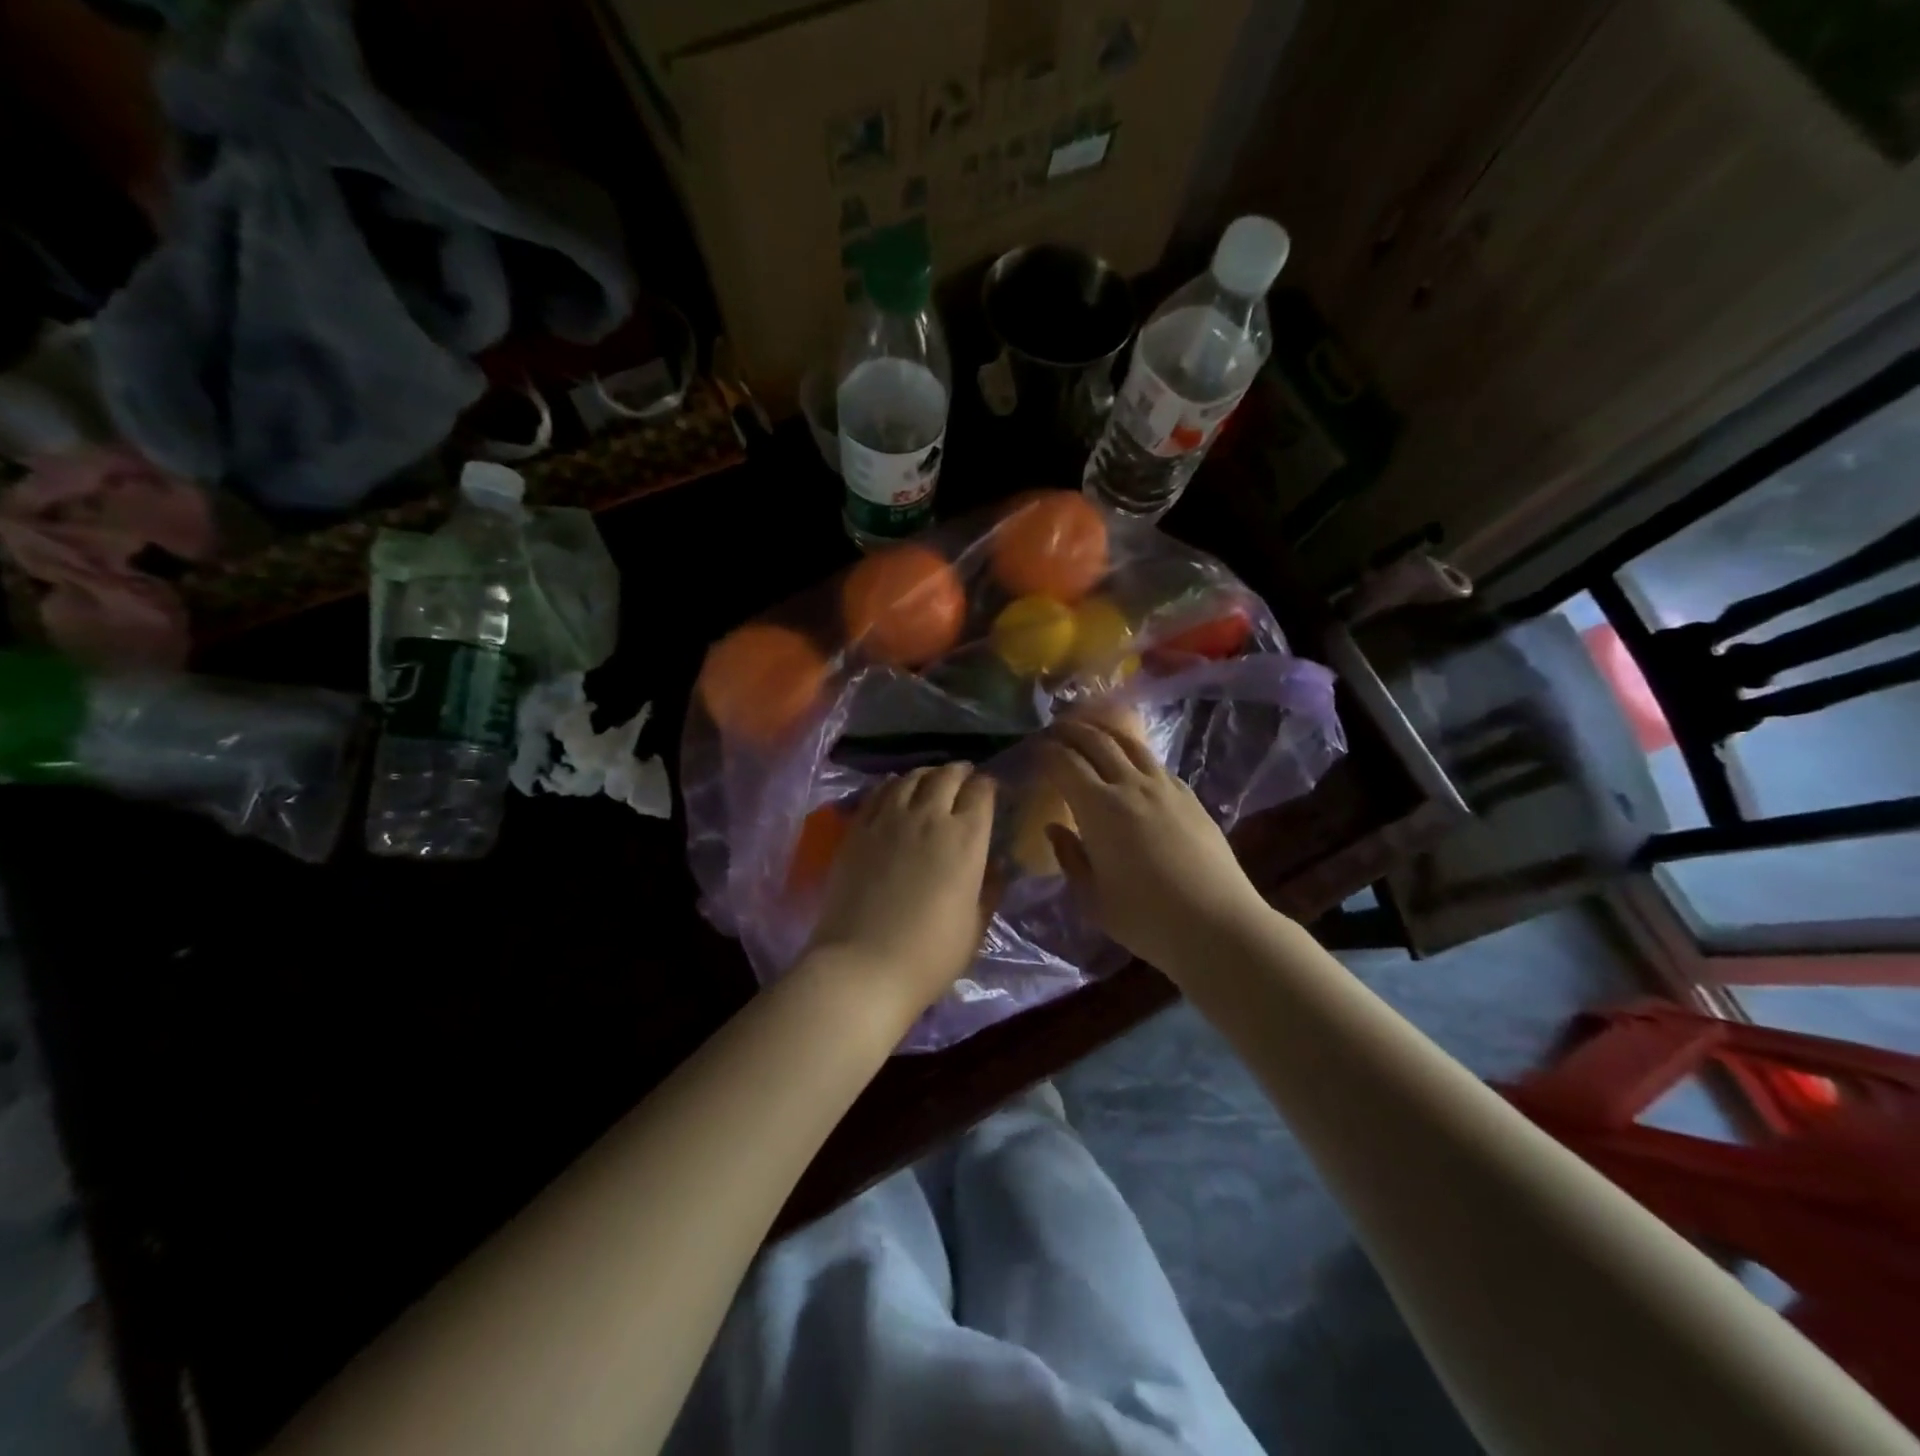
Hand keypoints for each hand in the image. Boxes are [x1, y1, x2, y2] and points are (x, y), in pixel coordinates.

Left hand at [804, 763, 996, 1014]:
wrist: (863, 966)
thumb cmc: (930, 955)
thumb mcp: (976, 926)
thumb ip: (989, 888)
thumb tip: (996, 866)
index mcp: (967, 838)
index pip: (982, 792)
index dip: (989, 786)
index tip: (991, 790)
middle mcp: (929, 816)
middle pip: (947, 776)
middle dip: (961, 772)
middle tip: (964, 779)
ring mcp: (889, 819)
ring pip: (911, 777)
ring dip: (927, 775)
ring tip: (931, 781)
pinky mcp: (857, 829)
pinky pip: (878, 792)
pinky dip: (893, 785)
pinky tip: (896, 791)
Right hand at [1039, 719, 1270, 974]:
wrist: (1216, 925)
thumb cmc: (1144, 918)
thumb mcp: (1091, 898)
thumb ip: (1069, 857)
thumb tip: (1055, 828)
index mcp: (1098, 807)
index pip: (1064, 763)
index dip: (1045, 751)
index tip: (1033, 749)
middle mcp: (1130, 785)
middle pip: (1096, 741)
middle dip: (1071, 730)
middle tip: (1054, 729)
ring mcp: (1165, 787)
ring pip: (1130, 744)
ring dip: (1104, 732)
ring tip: (1091, 732)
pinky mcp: (1190, 797)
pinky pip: (1155, 763)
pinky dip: (1134, 753)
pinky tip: (1132, 763)